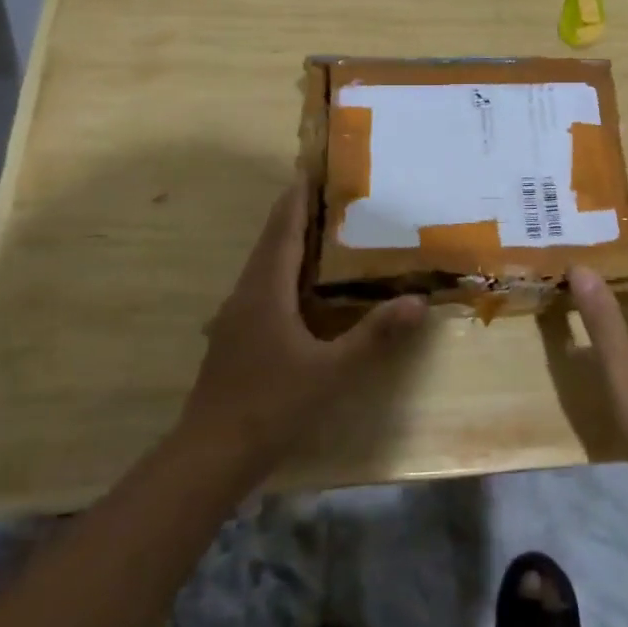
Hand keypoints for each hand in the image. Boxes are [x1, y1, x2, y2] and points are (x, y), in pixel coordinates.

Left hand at [177, 178, 427, 481]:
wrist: (210, 456)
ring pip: (262, 268)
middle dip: (294, 215)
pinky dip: (281, 273)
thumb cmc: (272, 406)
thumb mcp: (333, 372)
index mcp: (266, 291)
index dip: (297, 199)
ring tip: (319, 233)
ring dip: (286, 244)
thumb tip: (418, 301)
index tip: (311, 169)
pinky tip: (299, 291)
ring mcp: (234, 318)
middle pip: (270, 243)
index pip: (284, 231)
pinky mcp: (232, 339)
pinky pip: (260, 289)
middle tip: (326, 195)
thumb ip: (375, 335)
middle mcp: (245, 295)